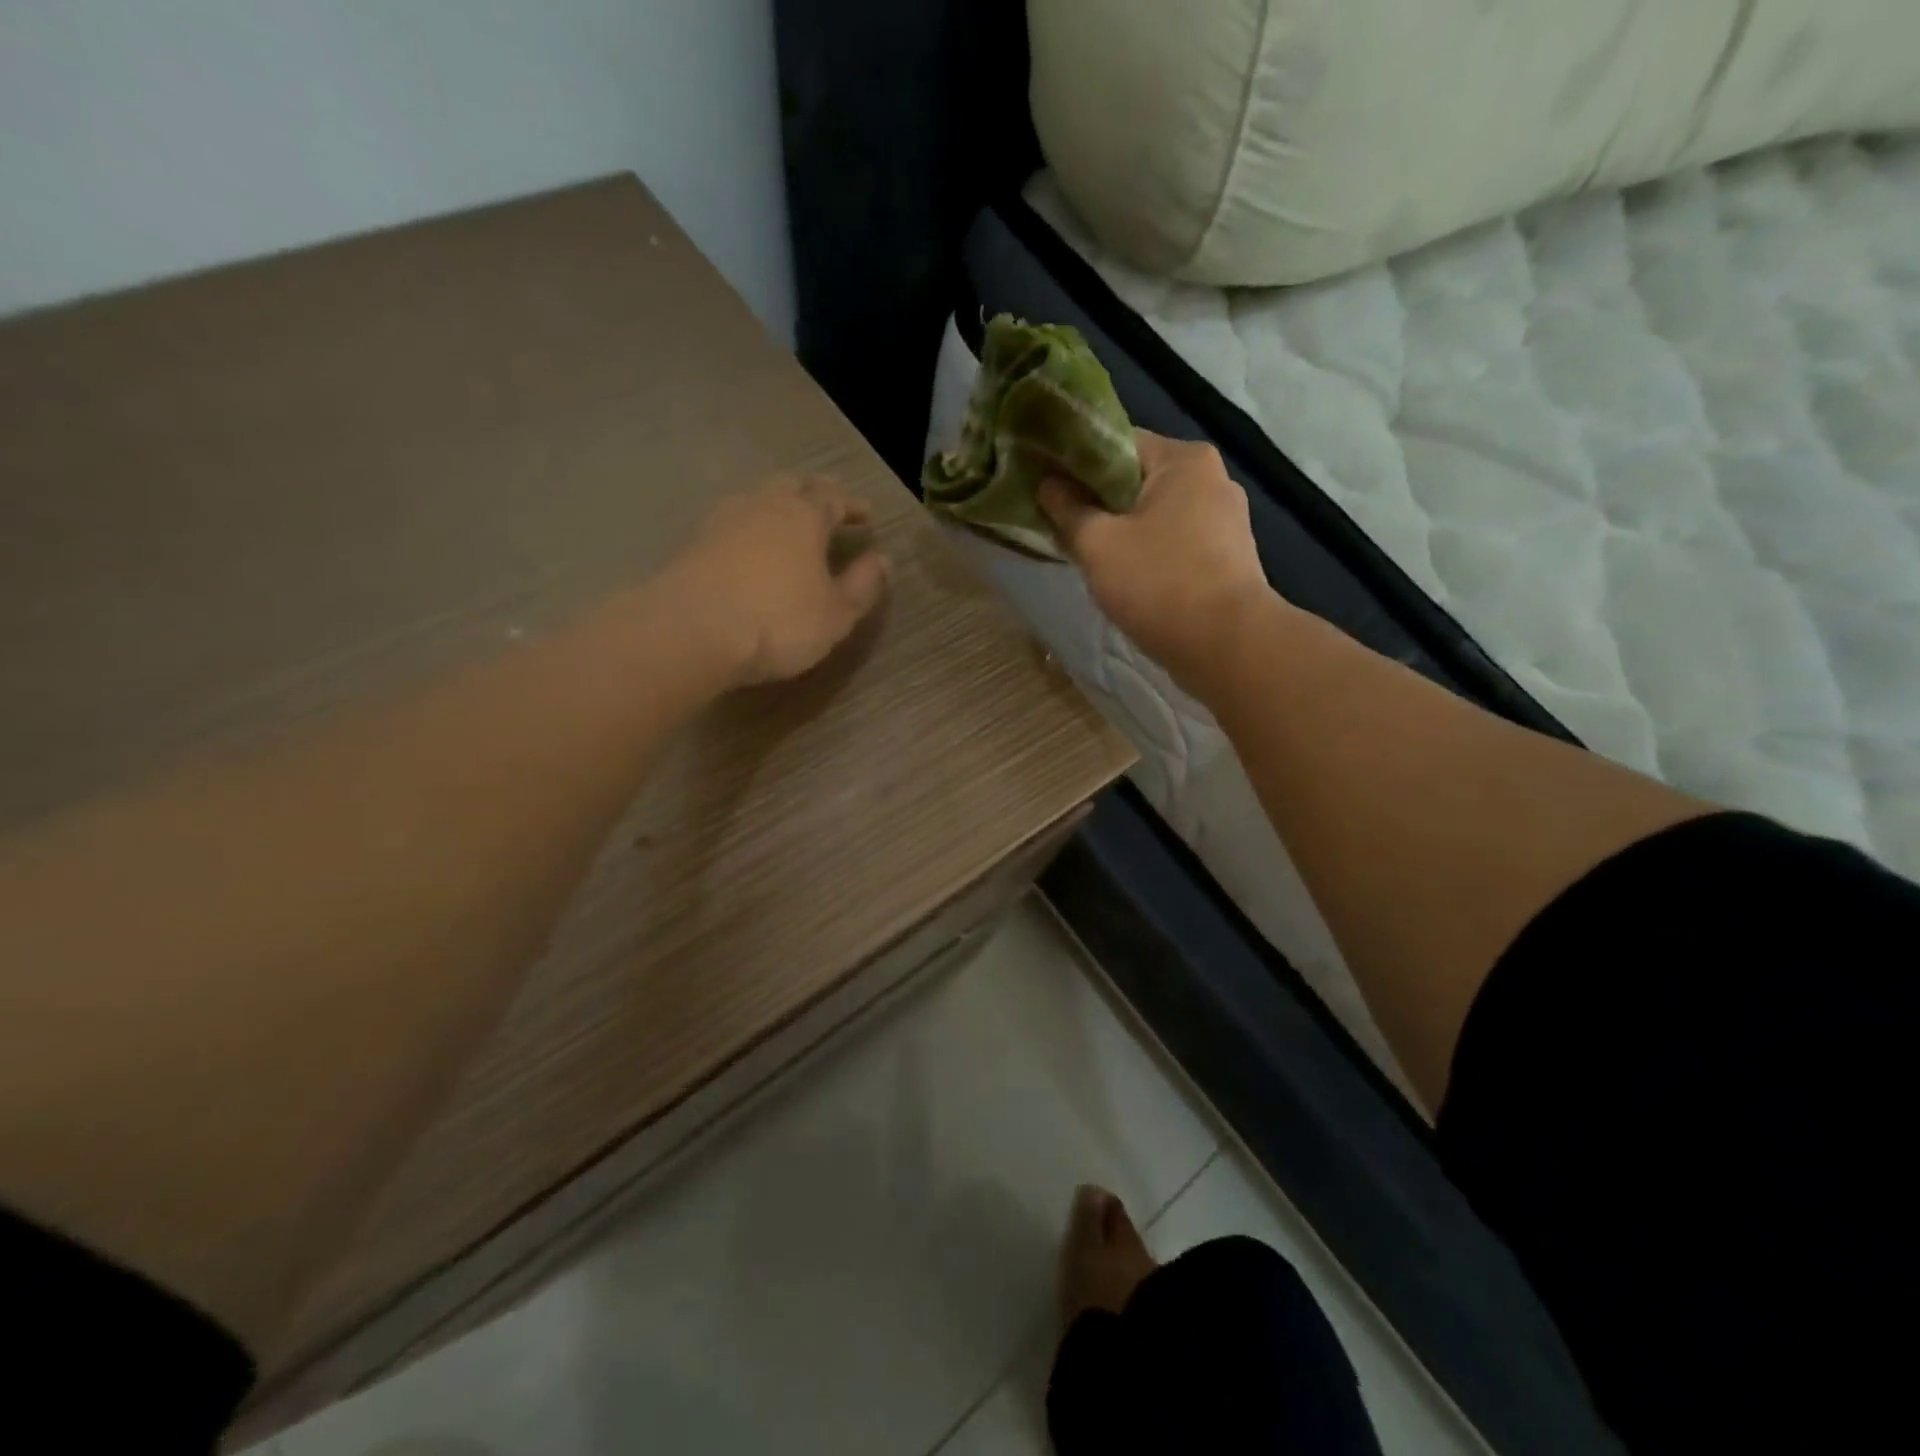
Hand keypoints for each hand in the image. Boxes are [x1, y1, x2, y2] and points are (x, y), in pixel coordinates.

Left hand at [665, 476, 890, 685]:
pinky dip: (748, 531)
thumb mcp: (836, 615)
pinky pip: (730, 525)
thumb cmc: (778, 622)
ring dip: (776, 508)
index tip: (866, 516)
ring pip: (755, 500)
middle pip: (791, 485)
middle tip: (827, 509)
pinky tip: (749, 551)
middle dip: (813, 493)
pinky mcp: (692, 544)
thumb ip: (862, 586)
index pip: (834, 497)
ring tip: (787, 529)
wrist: (691, 632)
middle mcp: (762, 506)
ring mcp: (721, 521)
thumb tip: (882, 560)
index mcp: (804, 516)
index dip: (852, 505)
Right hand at [1039, 431, 1270, 685]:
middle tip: (1062, 525)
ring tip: (1089, 555)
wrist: (1225, 645)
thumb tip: (1047, 483)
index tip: (1047, 486)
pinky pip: (1175, 543)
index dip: (1076, 463)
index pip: (1117, 443)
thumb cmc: (1158, 583)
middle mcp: (1212, 479)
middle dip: (1098, 501)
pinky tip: (1126, 578)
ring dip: (1122, 531)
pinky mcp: (1228, 558)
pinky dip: (1149, 554)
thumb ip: (1068, 508)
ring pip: (1156, 515)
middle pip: (1137, 480)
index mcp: (1184, 459)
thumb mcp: (1097, 544)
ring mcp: (1226, 521)